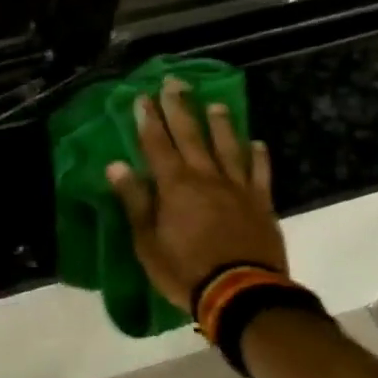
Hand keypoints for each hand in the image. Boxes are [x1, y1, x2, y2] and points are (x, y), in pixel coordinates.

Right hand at [106, 78, 286, 310]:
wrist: (241, 294)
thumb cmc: (185, 270)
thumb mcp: (147, 241)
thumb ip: (135, 201)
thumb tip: (116, 166)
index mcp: (175, 186)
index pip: (157, 144)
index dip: (149, 120)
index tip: (142, 97)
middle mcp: (206, 177)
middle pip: (192, 135)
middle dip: (180, 108)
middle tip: (175, 83)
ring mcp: (237, 189)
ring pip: (228, 147)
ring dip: (220, 124)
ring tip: (215, 103)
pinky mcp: (261, 204)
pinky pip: (260, 174)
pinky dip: (259, 157)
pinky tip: (258, 143)